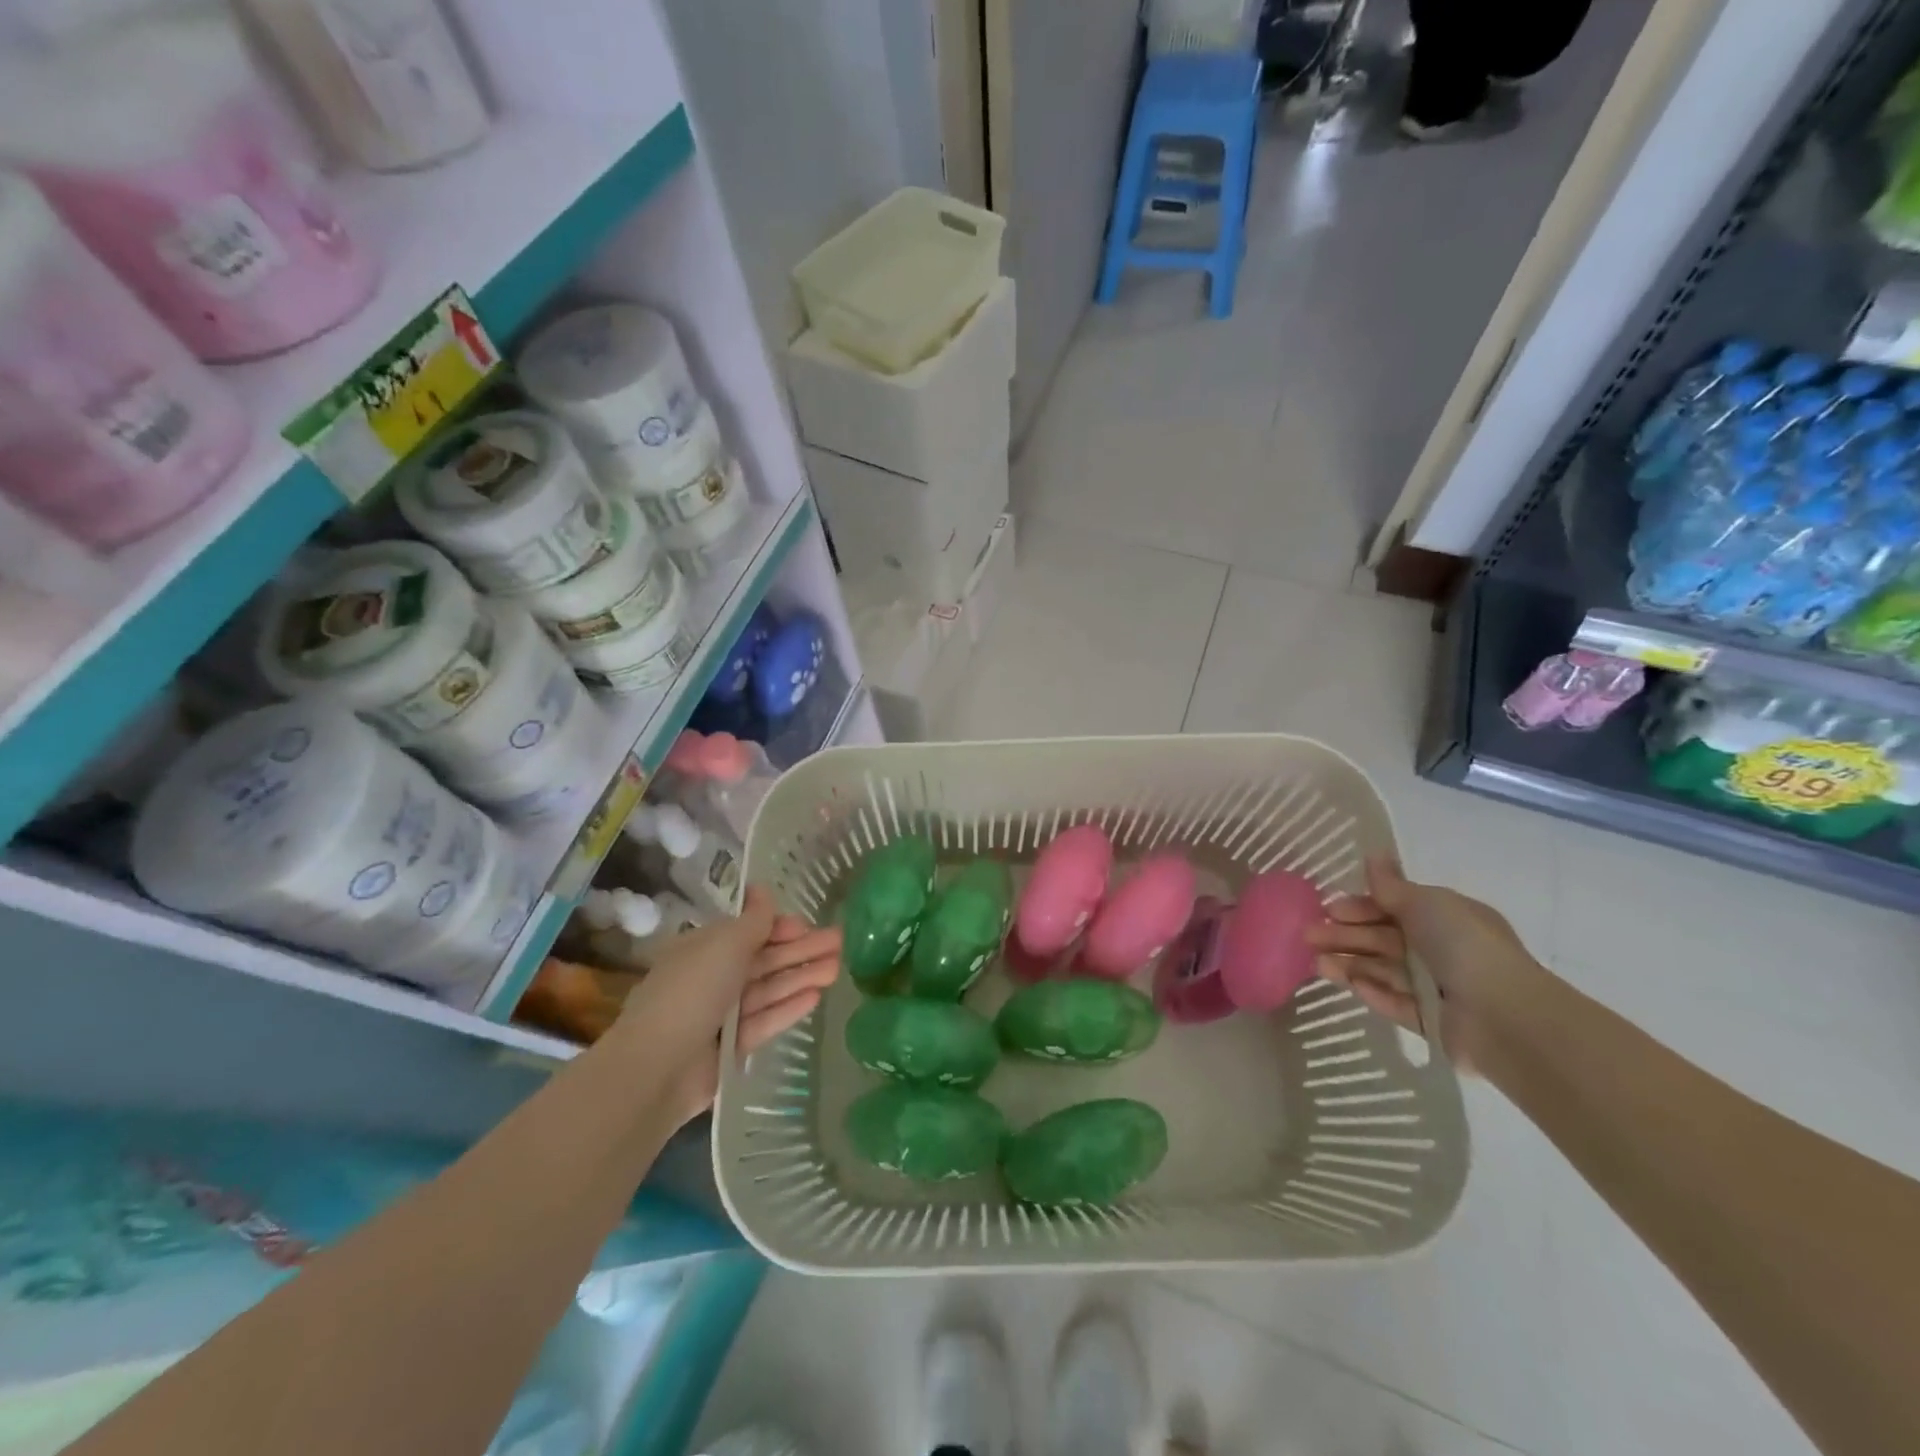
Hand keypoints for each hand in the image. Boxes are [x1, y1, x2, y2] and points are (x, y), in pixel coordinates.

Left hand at [610, 886, 839, 1124]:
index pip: (748, 932)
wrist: (659, 1066)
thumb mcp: (725, 945)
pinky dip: (788, 1007)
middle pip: (763, 960)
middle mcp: (712, 977)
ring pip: (768, 989)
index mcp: (703, 949)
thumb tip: (761, 888)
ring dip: (802, 976)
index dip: (779, 927)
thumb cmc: (693, 991)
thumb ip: (753, 920)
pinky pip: (765, 1020)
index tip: (809, 926)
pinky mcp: (731, 1047)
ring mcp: (722, 1014)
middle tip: (840, 942)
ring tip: (837, 968)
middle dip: (801, 950)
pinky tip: (816, 997)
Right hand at [1303, 856, 1545, 1070]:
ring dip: (1349, 964)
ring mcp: (1437, 987)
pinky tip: (1349, 985)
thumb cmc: (1462, 946)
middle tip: (1307, 936)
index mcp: (1447, 917)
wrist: (1502, 1014)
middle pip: (1383, 939)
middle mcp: (1442, 950)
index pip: (1394, 908)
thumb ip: (1391, 885)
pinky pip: (1395, 1002)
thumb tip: (1374, 853)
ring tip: (1315, 964)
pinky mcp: (1431, 1021)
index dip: (1360, 907)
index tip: (1328, 909)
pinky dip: (1373, 992)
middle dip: (1345, 936)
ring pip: (1383, 970)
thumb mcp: (1424, 903)